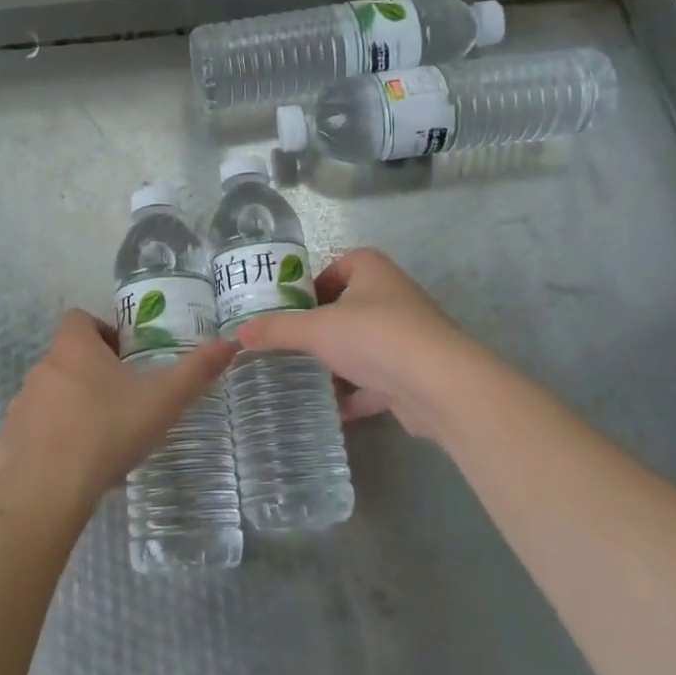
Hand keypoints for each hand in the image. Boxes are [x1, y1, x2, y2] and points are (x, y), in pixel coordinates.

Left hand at [0, 310, 234, 520]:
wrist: (47, 493)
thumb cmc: (107, 432)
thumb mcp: (163, 401)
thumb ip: (196, 371)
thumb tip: (230, 344)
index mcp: (74, 348)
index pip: (79, 319)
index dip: (102, 331)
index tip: (125, 357)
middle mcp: (42, 368)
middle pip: (67, 357)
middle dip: (93, 372)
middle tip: (123, 400)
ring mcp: (21, 404)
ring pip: (50, 393)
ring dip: (71, 405)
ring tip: (101, 437)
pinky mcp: (8, 440)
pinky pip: (33, 429)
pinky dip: (51, 439)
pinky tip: (74, 466)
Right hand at [235, 248, 483, 446]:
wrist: (438, 384)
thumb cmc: (374, 336)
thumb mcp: (316, 329)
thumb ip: (277, 330)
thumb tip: (238, 333)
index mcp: (372, 270)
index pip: (338, 265)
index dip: (312, 285)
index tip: (290, 309)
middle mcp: (392, 296)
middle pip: (348, 308)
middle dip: (321, 329)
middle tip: (289, 346)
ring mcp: (406, 335)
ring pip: (362, 346)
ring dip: (338, 363)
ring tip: (303, 378)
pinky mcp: (413, 372)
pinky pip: (376, 379)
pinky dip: (356, 394)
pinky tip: (332, 409)